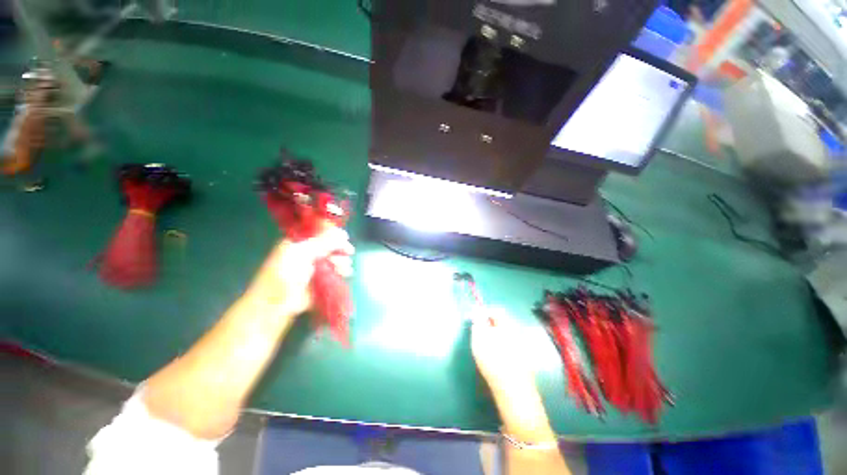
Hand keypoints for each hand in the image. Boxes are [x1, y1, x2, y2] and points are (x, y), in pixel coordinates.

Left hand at [248, 227, 353, 316]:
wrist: (276, 303)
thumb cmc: (285, 273)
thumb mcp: (303, 252)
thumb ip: (324, 243)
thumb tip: (343, 235)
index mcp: (299, 242)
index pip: (320, 233)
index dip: (333, 234)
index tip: (346, 237)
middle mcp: (308, 253)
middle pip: (329, 246)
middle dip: (340, 249)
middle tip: (349, 252)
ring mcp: (315, 267)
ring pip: (334, 259)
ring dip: (342, 261)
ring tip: (345, 267)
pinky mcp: (320, 280)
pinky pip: (335, 272)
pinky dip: (342, 272)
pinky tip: (346, 273)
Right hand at [471, 309, 537, 400]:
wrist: (513, 390)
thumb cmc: (493, 359)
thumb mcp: (479, 337)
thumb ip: (477, 321)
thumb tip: (477, 310)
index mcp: (507, 325)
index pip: (497, 311)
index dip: (484, 313)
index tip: (474, 320)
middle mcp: (517, 334)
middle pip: (501, 324)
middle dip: (488, 326)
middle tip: (477, 335)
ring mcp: (522, 349)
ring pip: (505, 337)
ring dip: (494, 338)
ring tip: (484, 349)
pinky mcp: (523, 362)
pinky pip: (509, 349)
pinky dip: (500, 350)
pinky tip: (494, 361)